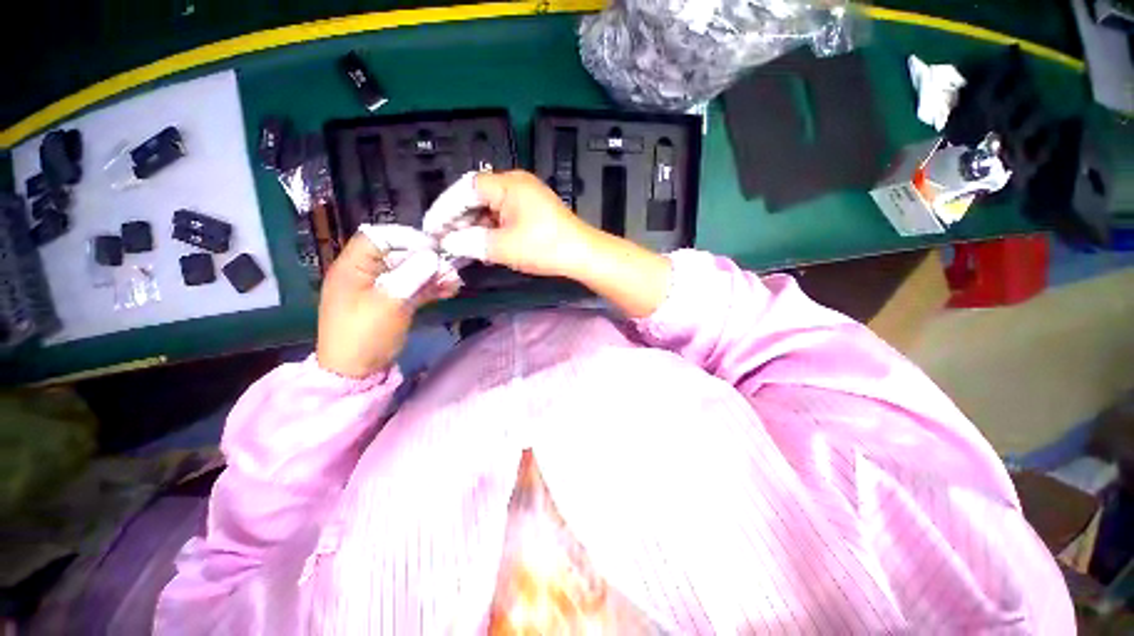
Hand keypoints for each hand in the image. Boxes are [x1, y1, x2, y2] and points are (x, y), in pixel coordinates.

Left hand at [316, 232, 459, 378]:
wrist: (357, 371)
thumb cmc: (364, 334)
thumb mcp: (388, 303)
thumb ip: (411, 275)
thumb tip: (433, 255)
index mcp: (353, 267)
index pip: (378, 237)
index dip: (406, 237)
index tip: (433, 247)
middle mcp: (367, 273)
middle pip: (399, 255)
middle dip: (426, 259)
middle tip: (450, 269)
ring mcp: (382, 288)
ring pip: (411, 272)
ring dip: (433, 274)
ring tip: (454, 282)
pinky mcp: (394, 301)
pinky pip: (415, 288)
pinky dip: (431, 288)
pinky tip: (450, 290)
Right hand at [440, 170, 600, 279]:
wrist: (582, 255)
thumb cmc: (544, 247)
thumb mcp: (503, 247)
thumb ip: (470, 242)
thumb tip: (447, 242)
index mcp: (508, 184)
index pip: (465, 188)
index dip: (445, 208)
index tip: (432, 228)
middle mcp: (516, 184)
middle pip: (477, 196)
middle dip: (460, 219)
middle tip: (446, 240)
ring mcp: (527, 197)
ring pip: (491, 208)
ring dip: (476, 226)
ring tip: (463, 246)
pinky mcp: (533, 211)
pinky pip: (505, 216)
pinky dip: (492, 230)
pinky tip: (485, 245)